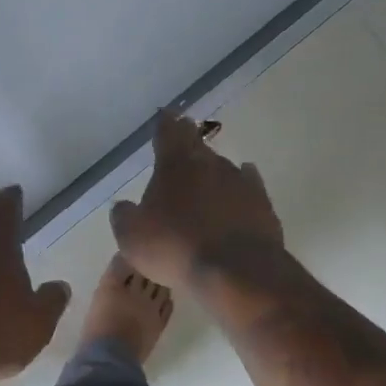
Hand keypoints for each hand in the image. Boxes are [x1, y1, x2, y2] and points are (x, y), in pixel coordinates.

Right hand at [111, 115, 284, 287]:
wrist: (236, 271)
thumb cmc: (175, 248)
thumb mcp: (132, 237)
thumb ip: (124, 216)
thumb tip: (123, 206)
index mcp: (173, 166)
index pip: (167, 133)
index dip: (164, 123)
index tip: (165, 114)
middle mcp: (208, 164)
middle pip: (196, 144)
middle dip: (188, 137)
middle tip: (185, 131)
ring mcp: (239, 182)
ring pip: (222, 165)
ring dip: (212, 167)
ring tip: (205, 171)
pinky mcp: (262, 203)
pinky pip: (249, 183)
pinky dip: (242, 181)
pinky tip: (243, 182)